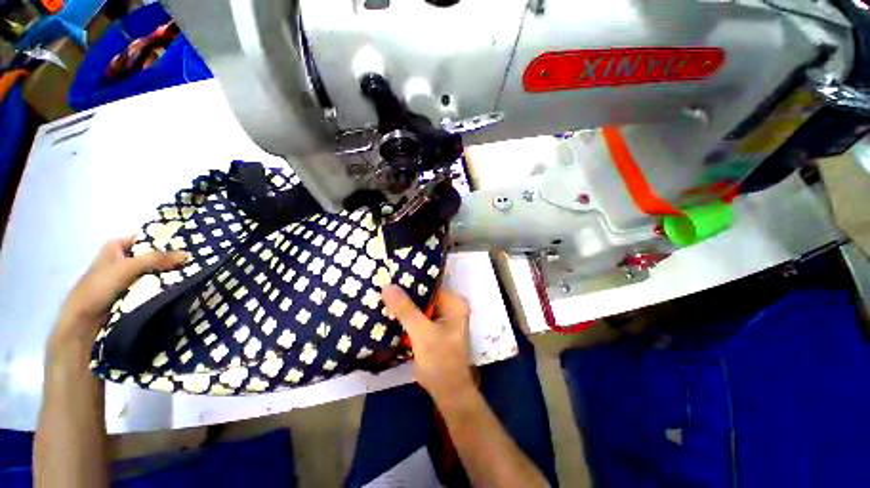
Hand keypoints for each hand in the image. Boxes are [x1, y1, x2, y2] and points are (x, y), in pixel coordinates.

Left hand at [48, 236, 187, 361]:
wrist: (82, 320)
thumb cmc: (99, 287)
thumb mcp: (127, 268)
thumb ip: (156, 259)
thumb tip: (187, 255)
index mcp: (115, 247)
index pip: (145, 239)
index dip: (164, 242)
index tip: (186, 247)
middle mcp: (120, 259)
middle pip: (149, 256)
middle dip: (168, 260)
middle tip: (191, 263)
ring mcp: (123, 277)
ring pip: (150, 272)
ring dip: (165, 274)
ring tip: (188, 275)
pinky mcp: (127, 292)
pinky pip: (148, 285)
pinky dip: (159, 286)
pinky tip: (175, 287)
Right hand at [382, 284, 473, 405]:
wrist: (447, 393)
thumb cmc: (440, 362)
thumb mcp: (422, 334)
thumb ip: (406, 310)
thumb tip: (388, 286)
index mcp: (454, 302)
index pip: (430, 283)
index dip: (410, 279)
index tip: (390, 274)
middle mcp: (449, 306)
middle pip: (423, 293)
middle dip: (404, 292)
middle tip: (381, 284)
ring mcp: (441, 317)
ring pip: (419, 305)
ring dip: (403, 304)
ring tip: (381, 294)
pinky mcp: (433, 327)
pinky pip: (417, 316)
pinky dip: (404, 315)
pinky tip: (387, 311)